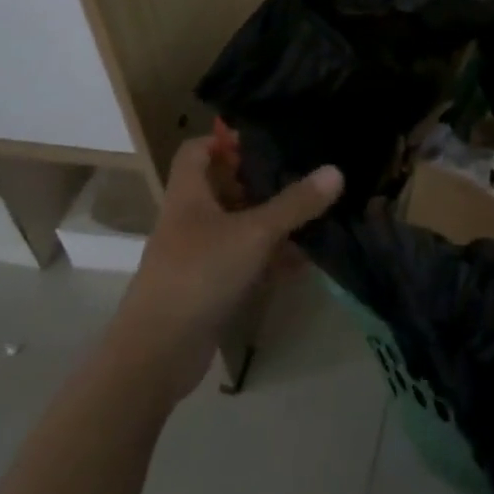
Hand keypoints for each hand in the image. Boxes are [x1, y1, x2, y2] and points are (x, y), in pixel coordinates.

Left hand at [114, 136, 343, 404]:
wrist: (157, 355)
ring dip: (268, 220)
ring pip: (236, 225)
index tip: (264, 139)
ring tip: (310, 212)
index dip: (225, 139)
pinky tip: (302, 260)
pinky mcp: (207, 288)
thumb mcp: (254, 232)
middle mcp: (189, 219)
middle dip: (258, 180)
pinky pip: (242, 261)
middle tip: (298, 171)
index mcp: (188, 194)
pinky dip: (268, 258)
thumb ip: (295, 203)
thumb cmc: (199, 274)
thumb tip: (336, 170)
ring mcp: (196, 255)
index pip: (197, 150)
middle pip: (221, 186)